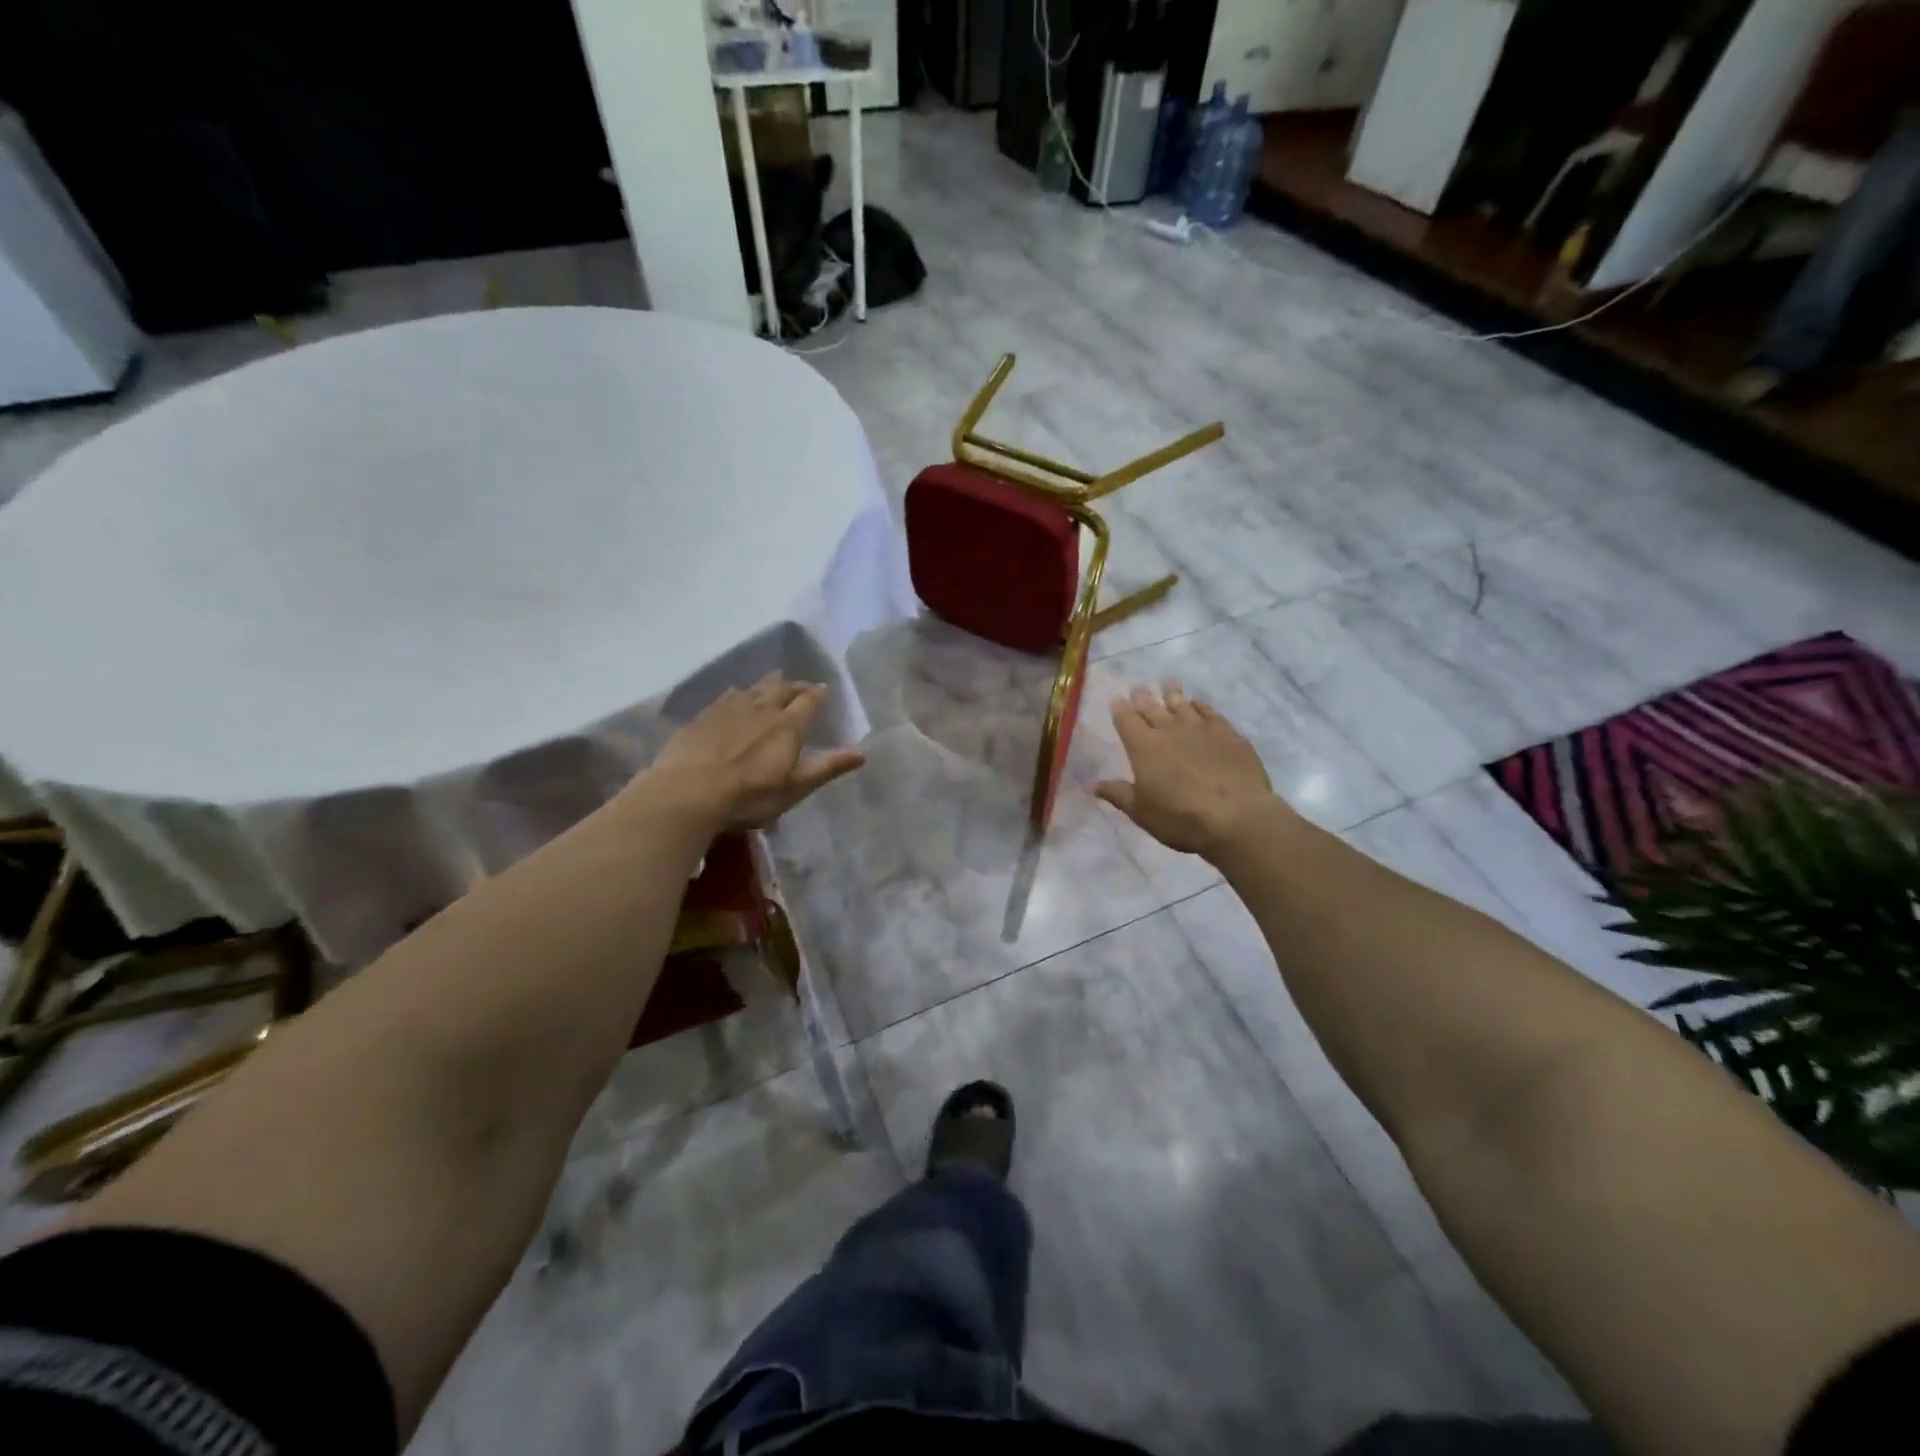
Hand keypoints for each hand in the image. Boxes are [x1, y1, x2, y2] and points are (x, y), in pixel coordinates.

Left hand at [643, 673, 864, 830]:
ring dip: (766, 686)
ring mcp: (729, 708)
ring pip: (754, 687)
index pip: (809, 700)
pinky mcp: (703, 716)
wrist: (688, 793)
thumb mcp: (795, 787)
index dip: (818, 694)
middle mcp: (761, 708)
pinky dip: (739, 695)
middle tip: (800, 689)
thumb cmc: (750, 795)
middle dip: (794, 686)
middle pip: (782, 687)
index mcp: (788, 725)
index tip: (824, 690)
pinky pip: (727, 696)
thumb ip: (827, 767)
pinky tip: (735, 700)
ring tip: (771, 689)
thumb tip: (862, 753)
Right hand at [1093, 681, 1284, 858]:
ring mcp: (1201, 728)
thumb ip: (1118, 794)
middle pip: (1152, 707)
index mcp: (1143, 747)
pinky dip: (1201, 706)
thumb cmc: (1180, 818)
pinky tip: (1199, 704)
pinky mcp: (1228, 734)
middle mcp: (1169, 730)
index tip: (1116, 700)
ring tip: (1168, 683)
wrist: (1236, 817)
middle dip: (1142, 697)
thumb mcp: (1142, 812)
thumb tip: (1092, 784)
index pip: (1126, 721)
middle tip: (1138, 687)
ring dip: (1172, 693)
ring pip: (1182, 703)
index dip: (1120, 709)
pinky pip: (1210, 712)